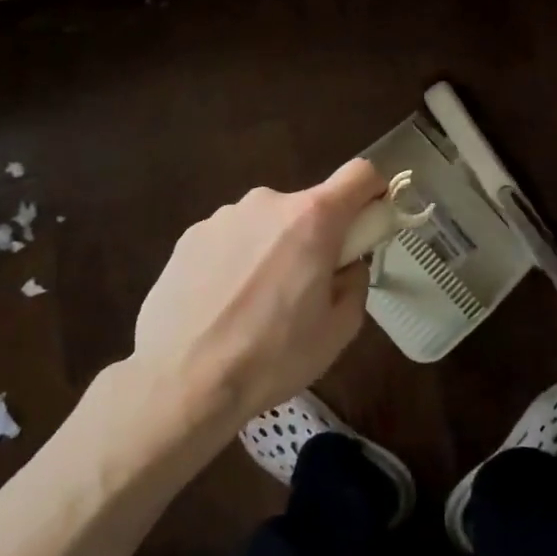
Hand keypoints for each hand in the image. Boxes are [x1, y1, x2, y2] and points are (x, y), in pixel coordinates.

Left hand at [132, 159, 386, 426]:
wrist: (182, 381)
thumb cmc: (272, 356)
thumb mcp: (339, 330)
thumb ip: (355, 282)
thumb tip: (347, 265)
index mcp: (313, 218)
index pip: (360, 174)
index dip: (374, 192)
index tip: (369, 225)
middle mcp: (267, 202)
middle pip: (309, 207)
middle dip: (316, 238)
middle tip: (305, 290)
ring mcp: (223, 216)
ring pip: (267, 224)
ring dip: (272, 250)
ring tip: (255, 307)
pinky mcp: (189, 236)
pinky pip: (231, 239)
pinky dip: (236, 262)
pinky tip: (221, 306)